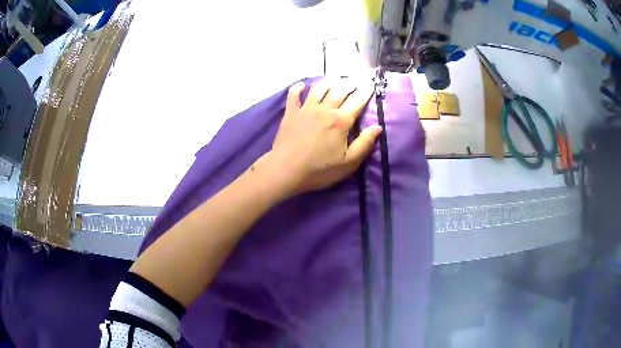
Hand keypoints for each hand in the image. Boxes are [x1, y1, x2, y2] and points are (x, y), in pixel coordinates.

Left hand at [266, 77, 381, 196]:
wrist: (286, 170)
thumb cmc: (319, 170)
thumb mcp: (348, 163)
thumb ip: (364, 144)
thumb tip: (377, 127)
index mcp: (341, 121)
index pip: (357, 100)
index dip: (366, 90)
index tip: (371, 83)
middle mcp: (325, 109)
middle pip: (340, 89)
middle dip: (350, 82)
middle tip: (356, 79)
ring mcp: (306, 109)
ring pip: (319, 88)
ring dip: (328, 81)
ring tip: (335, 78)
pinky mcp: (290, 113)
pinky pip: (293, 95)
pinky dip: (298, 88)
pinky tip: (302, 85)